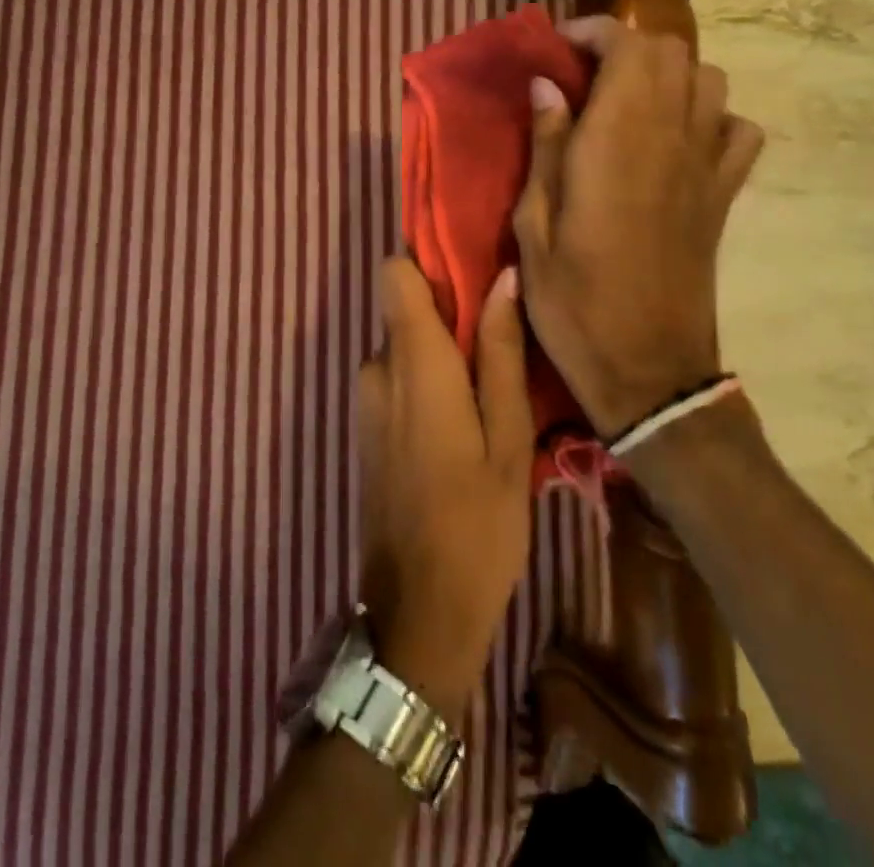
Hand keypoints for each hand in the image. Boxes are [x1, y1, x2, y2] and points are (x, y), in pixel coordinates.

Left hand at [356, 259, 533, 727]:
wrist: (416, 612)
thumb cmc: (476, 523)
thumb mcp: (508, 438)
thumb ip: (498, 352)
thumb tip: (503, 277)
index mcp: (412, 362)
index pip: (394, 273)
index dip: (428, 261)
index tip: (472, 267)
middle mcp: (376, 369)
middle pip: (405, 309)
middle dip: (448, 314)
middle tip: (504, 341)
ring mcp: (365, 400)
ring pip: (404, 347)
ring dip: (441, 354)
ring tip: (491, 390)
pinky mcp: (366, 427)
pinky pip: (396, 378)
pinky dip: (427, 381)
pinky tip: (464, 422)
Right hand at [512, 16, 765, 438]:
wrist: (648, 369)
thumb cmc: (574, 301)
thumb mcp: (534, 226)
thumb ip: (544, 146)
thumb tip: (548, 85)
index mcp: (618, 141)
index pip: (628, 47)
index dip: (594, 32)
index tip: (558, 48)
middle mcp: (672, 138)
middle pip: (671, 52)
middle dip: (625, 47)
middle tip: (583, 76)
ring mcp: (707, 166)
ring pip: (708, 80)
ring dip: (666, 75)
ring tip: (626, 102)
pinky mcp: (725, 195)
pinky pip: (736, 129)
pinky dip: (709, 116)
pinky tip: (676, 139)